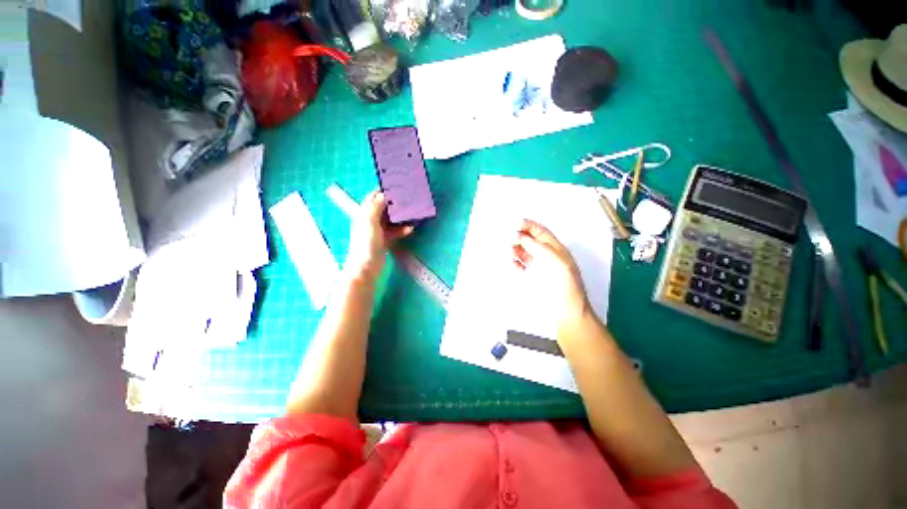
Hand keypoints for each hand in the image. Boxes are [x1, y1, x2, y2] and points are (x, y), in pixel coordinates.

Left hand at [345, 191, 413, 281]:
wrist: (366, 267)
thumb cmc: (366, 244)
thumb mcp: (370, 223)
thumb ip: (375, 207)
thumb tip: (383, 195)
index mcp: (364, 214)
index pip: (373, 198)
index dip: (382, 191)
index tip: (396, 186)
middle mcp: (370, 221)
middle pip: (383, 208)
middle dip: (395, 203)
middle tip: (408, 199)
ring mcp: (377, 231)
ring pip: (390, 220)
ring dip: (400, 217)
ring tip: (412, 212)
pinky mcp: (384, 241)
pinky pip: (394, 232)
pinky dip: (401, 229)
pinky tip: (410, 229)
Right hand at [512, 219, 590, 333]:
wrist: (567, 312)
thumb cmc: (566, 286)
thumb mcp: (557, 261)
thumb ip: (539, 248)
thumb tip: (521, 237)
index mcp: (556, 249)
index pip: (541, 232)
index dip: (529, 226)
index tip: (516, 224)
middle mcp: (546, 256)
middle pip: (530, 241)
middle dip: (520, 237)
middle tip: (509, 237)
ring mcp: (538, 267)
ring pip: (524, 252)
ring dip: (515, 249)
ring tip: (509, 250)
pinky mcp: (531, 278)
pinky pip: (520, 266)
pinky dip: (514, 263)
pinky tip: (512, 263)